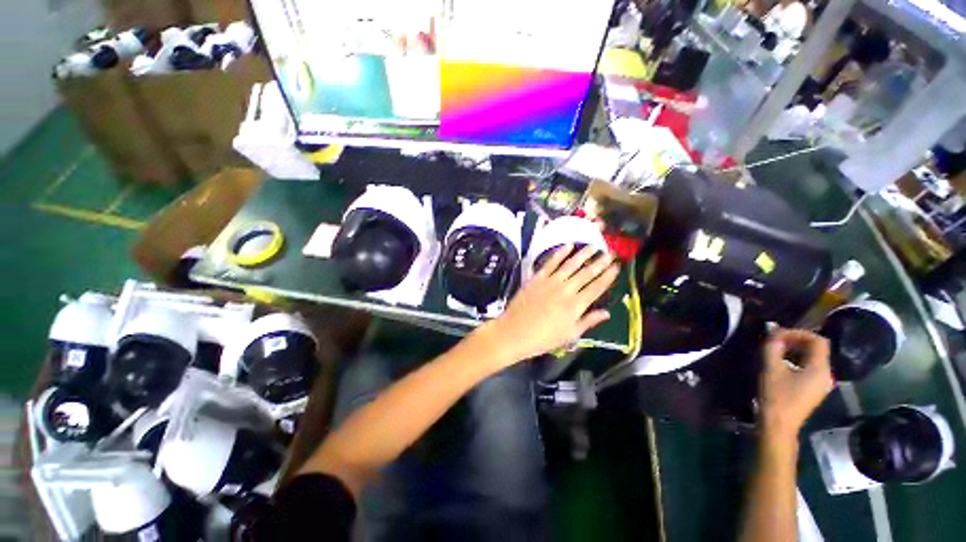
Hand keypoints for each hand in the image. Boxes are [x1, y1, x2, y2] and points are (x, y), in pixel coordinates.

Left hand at [480, 244, 619, 365]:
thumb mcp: (570, 335)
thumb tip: (607, 313)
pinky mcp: (537, 278)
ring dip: (583, 254)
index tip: (616, 266)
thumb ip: (588, 321)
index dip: (608, 276)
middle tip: (609, 252)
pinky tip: (568, 245)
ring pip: (571, 264)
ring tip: (593, 245)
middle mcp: (566, 290)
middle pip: (586, 273)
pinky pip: (550, 262)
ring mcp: (551, 282)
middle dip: (600, 262)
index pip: (597, 287)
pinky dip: (560, 252)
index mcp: (576, 305)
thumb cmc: (543, 338)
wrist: (515, 332)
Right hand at [759, 328, 834, 441]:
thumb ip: (773, 348)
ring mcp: (821, 383)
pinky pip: (809, 367)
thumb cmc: (776, 396)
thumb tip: (774, 333)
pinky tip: (781, 363)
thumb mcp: (771, 369)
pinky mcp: (813, 389)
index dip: (798, 333)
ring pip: (812, 358)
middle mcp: (826, 374)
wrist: (778, 425)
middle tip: (775, 340)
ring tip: (775, 349)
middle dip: (795, 340)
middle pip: (816, 349)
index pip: (817, 340)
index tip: (778, 334)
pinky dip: (796, 360)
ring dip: (795, 350)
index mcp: (820, 369)